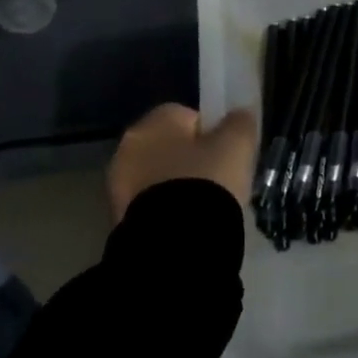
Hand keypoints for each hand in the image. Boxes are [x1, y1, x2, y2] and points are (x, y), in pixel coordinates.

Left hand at [108, 103, 257, 219]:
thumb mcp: (237, 145)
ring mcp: (117, 186)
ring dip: (177, 186)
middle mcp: (127, 148)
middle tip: (218, 179)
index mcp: (153, 122)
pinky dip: (167, 210)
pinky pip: (151, 204)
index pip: (186, 115)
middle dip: (190, 160)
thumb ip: (239, 122)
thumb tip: (238, 116)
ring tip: (205, 206)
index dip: (210, 132)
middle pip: (169, 146)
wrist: (175, 242)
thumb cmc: (206, 181)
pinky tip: (188, 223)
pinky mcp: (118, 218)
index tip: (227, 153)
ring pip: (158, 177)